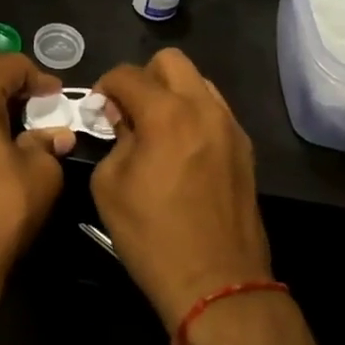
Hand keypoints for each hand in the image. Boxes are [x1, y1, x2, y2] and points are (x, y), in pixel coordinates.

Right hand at [91, 51, 268, 331]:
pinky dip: (193, 115)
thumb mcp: (110, 185)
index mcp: (166, 114)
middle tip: (130, 111)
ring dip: (172, 93)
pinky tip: (181, 149)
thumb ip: (115, 139)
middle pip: (170, 61)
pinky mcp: (244, 150)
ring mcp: (230, 127)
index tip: (99, 108)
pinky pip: (214, 111)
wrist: (216, 283)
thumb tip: (123, 120)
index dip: (106, 86)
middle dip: (144, 77)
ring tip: (157, 129)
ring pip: (198, 82)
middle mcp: (203, 109)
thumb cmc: (152, 235)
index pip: (127, 74)